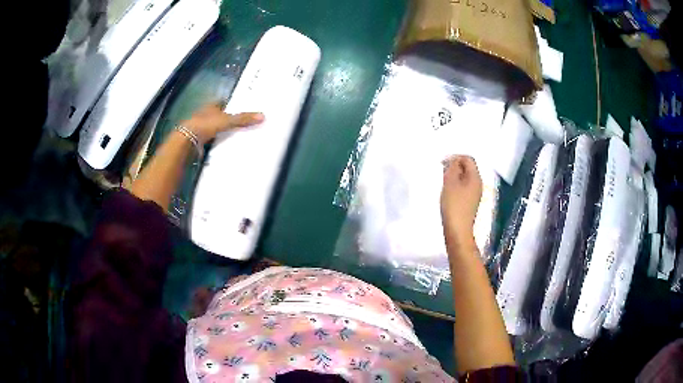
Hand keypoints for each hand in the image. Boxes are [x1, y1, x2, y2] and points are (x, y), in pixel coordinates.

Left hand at [180, 103, 263, 144]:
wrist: (187, 141)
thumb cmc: (206, 125)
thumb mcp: (227, 121)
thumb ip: (243, 119)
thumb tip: (263, 116)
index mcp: (212, 106)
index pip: (223, 102)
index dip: (232, 105)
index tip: (243, 109)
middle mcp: (206, 114)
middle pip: (220, 115)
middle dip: (229, 119)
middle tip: (243, 124)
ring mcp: (201, 127)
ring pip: (216, 128)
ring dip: (223, 131)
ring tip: (237, 136)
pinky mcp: (199, 139)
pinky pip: (212, 139)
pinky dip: (218, 141)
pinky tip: (225, 145)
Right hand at [441, 155, 482, 239]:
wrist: (458, 230)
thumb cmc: (454, 205)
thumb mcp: (450, 183)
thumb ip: (452, 168)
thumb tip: (454, 161)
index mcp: (475, 177)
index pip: (468, 159)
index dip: (455, 157)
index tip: (442, 164)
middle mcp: (478, 184)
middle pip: (467, 168)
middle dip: (454, 167)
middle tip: (442, 173)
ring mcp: (475, 194)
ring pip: (465, 178)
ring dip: (454, 177)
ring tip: (443, 183)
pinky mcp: (470, 202)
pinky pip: (463, 187)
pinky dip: (455, 186)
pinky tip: (447, 193)